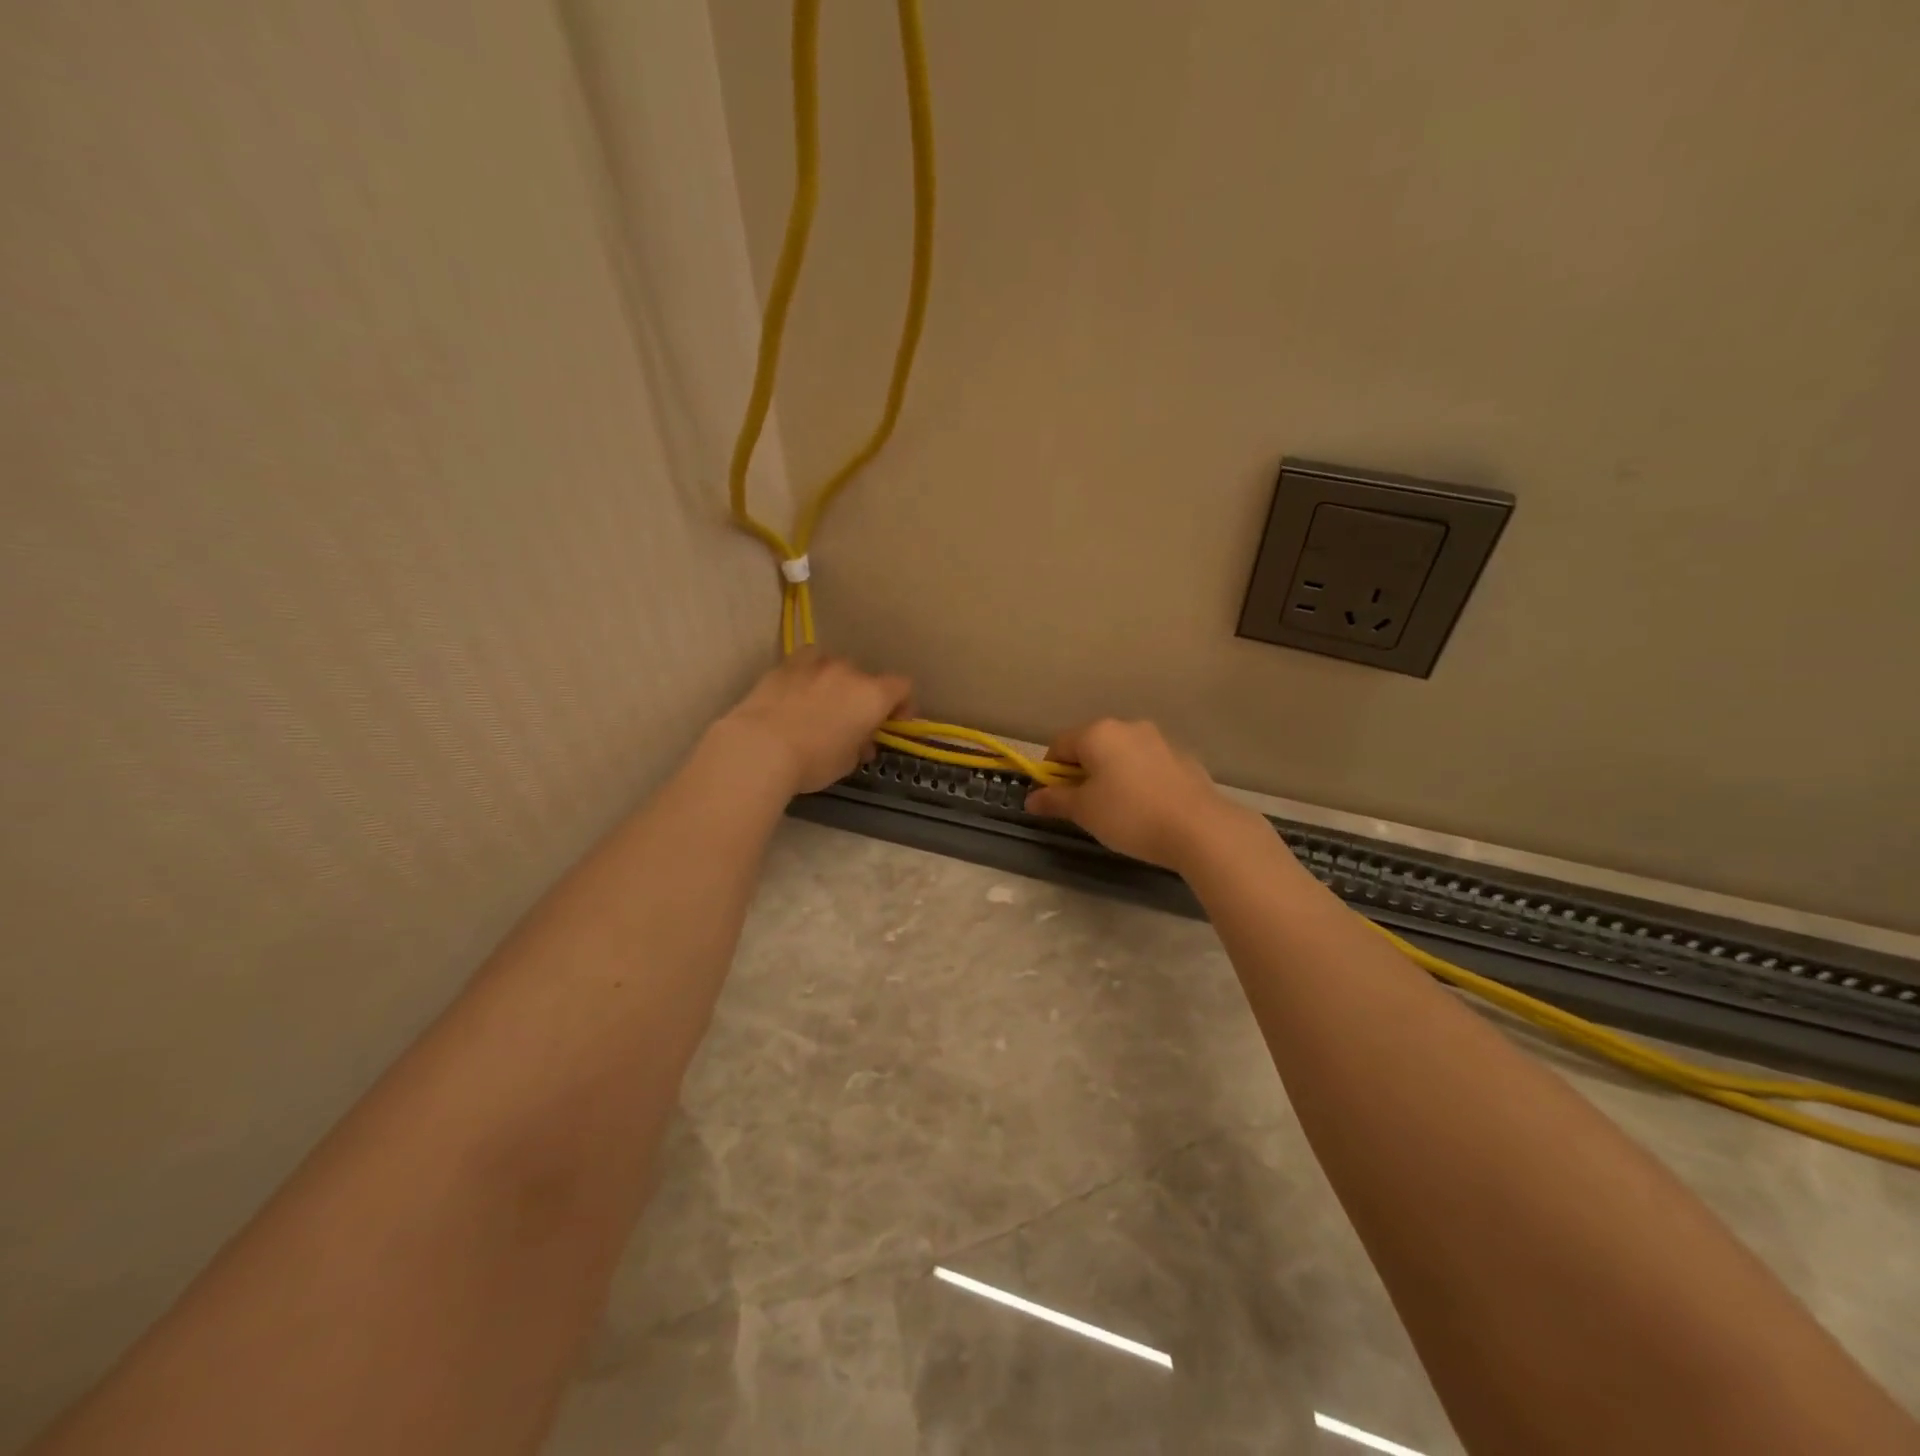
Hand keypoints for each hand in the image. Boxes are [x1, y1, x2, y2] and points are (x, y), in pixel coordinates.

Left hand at [713, 651, 911, 795]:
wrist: (760, 747)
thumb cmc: (813, 760)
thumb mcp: (847, 762)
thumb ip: (861, 746)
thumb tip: (862, 742)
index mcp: (872, 695)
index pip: (903, 687)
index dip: (903, 704)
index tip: (893, 723)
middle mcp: (848, 672)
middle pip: (866, 678)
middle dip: (863, 698)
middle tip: (852, 723)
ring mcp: (815, 663)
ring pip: (835, 666)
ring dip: (836, 683)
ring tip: (822, 705)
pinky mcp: (785, 665)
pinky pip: (806, 663)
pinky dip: (808, 675)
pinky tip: (797, 694)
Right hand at [1024, 719, 1263, 872]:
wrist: (1199, 828)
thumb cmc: (1130, 815)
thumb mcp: (1084, 811)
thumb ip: (1055, 800)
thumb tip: (1031, 798)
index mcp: (1098, 733)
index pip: (1059, 745)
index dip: (1050, 773)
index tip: (1055, 800)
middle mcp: (1128, 727)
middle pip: (1091, 746)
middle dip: (1082, 773)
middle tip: (1085, 808)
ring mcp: (1159, 740)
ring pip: (1121, 754)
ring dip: (1111, 775)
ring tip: (1118, 811)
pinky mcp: (1183, 758)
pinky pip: (1147, 765)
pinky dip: (1139, 780)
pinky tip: (1147, 808)